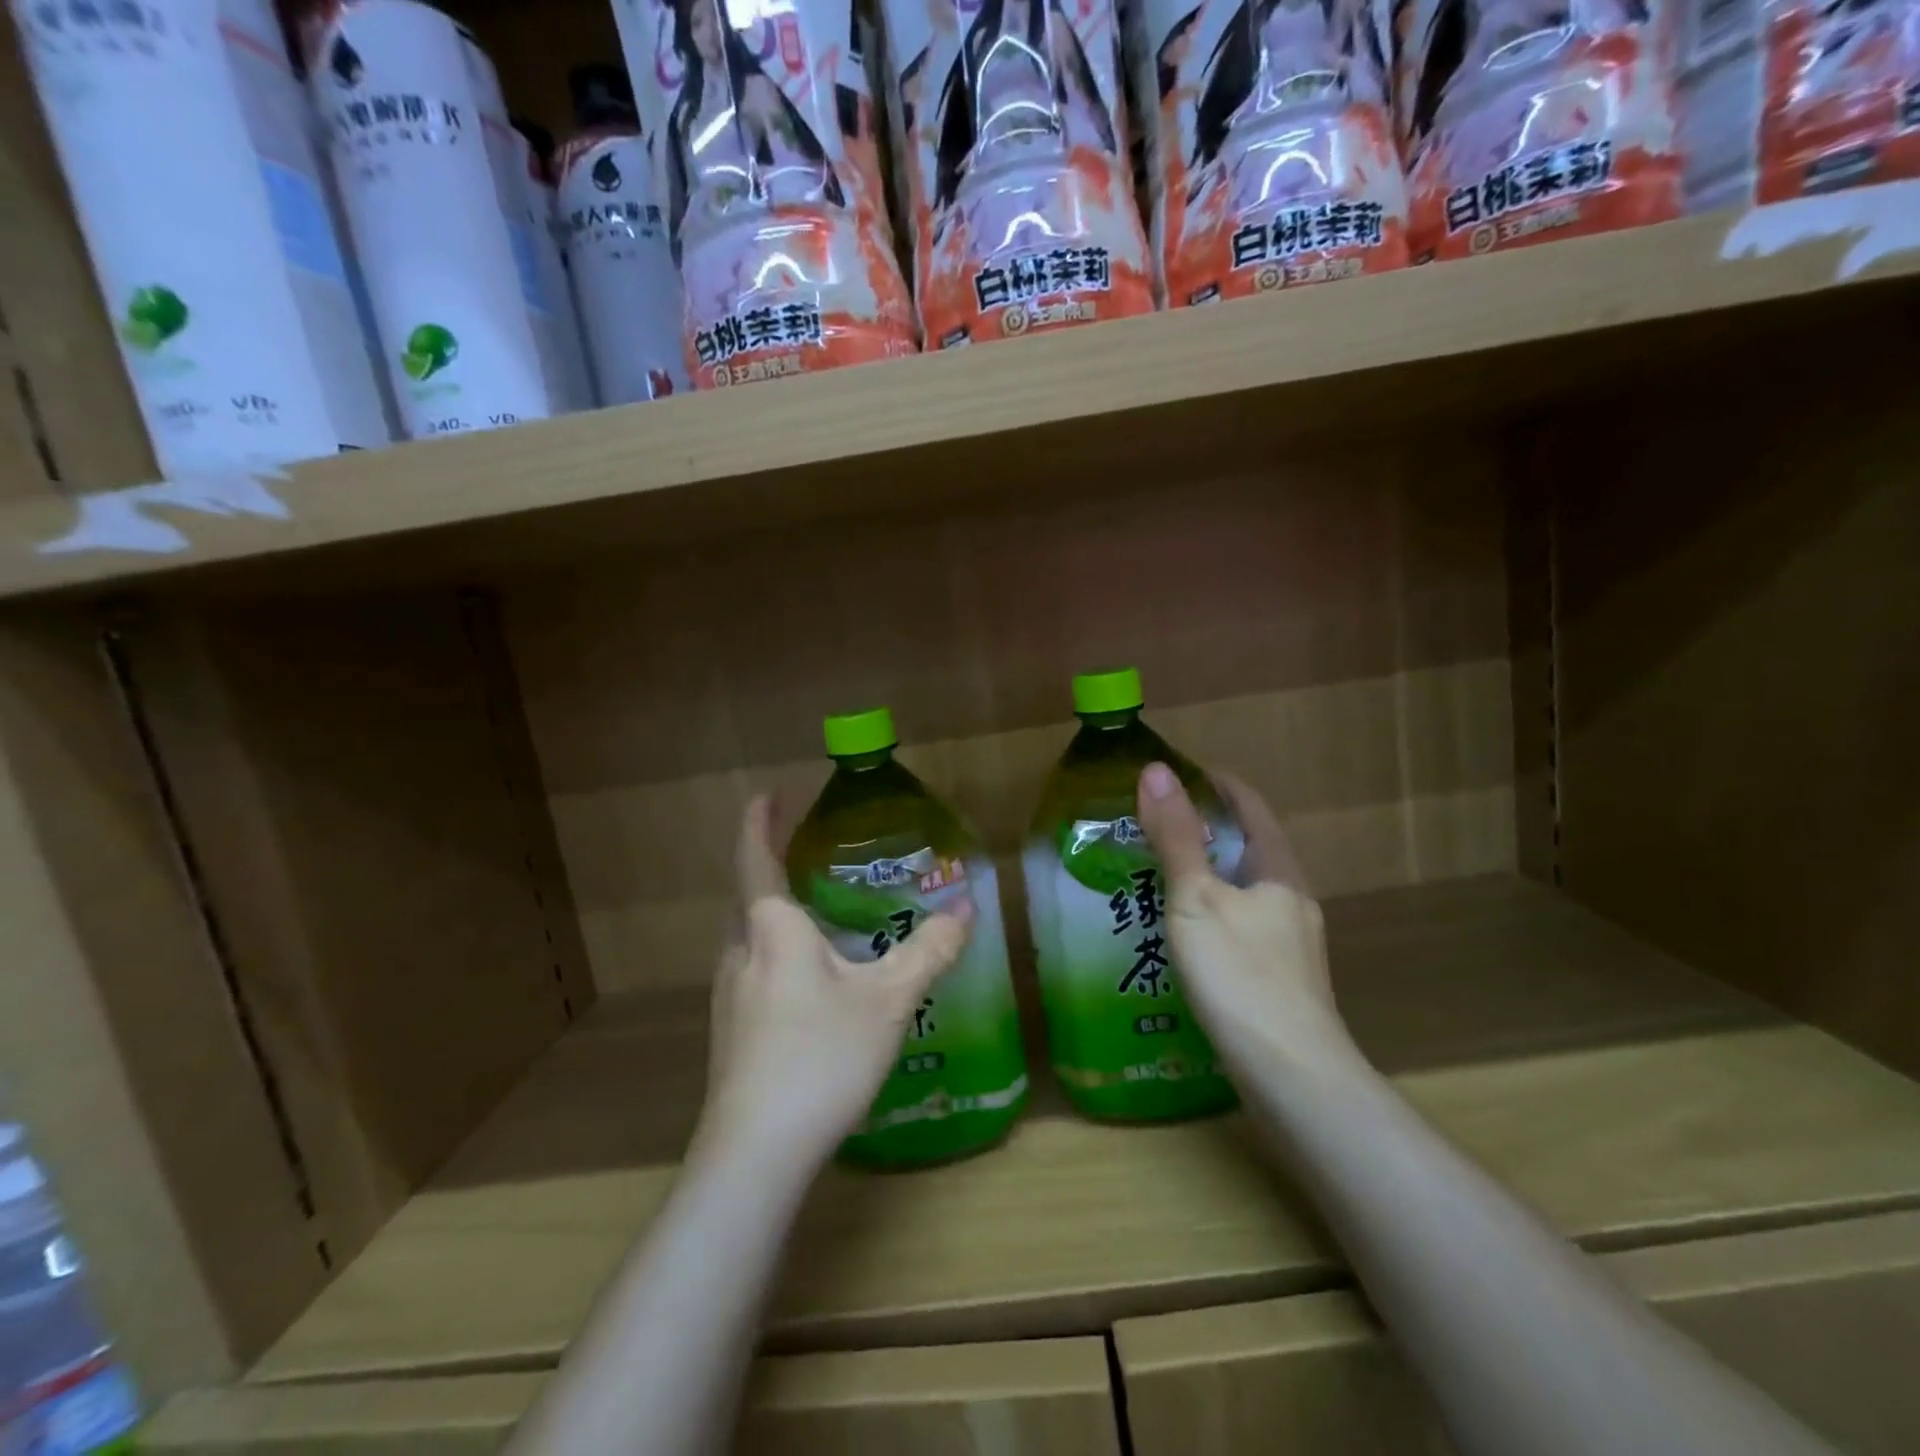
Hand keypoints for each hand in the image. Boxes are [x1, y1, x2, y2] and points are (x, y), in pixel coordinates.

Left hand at [696, 796, 974, 1168]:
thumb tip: (966, 909)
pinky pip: (752, 972)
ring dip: (771, 915)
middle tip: (801, 852)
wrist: (756, 1152)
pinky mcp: (731, 1034)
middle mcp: (740, 954)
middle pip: (747, 898)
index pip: (756, 859)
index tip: (767, 795)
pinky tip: (805, 983)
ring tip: (809, 913)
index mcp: (772, 930)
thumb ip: (928, 951)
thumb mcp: (889, 999)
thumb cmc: (821, 1056)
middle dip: (768, 867)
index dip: (759, 824)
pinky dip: (775, 954)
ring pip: (748, 939)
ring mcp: (728, 997)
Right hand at [1135, 763, 1354, 1077]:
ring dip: (1208, 875)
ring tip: (1160, 876)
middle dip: (1207, 829)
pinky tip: (1184, 936)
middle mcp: (1292, 901)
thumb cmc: (1240, 975)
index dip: (1216, 783)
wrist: (1293, 1078)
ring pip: (1245, 891)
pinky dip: (1212, 914)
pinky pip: (1242, 927)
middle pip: (1250, 848)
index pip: (1250, 806)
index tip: (1176, 773)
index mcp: (1279, 872)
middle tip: (1154, 825)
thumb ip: (1176, 837)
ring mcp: (1291, 945)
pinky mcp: (1281, 982)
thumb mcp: (1197, 898)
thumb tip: (1155, 770)